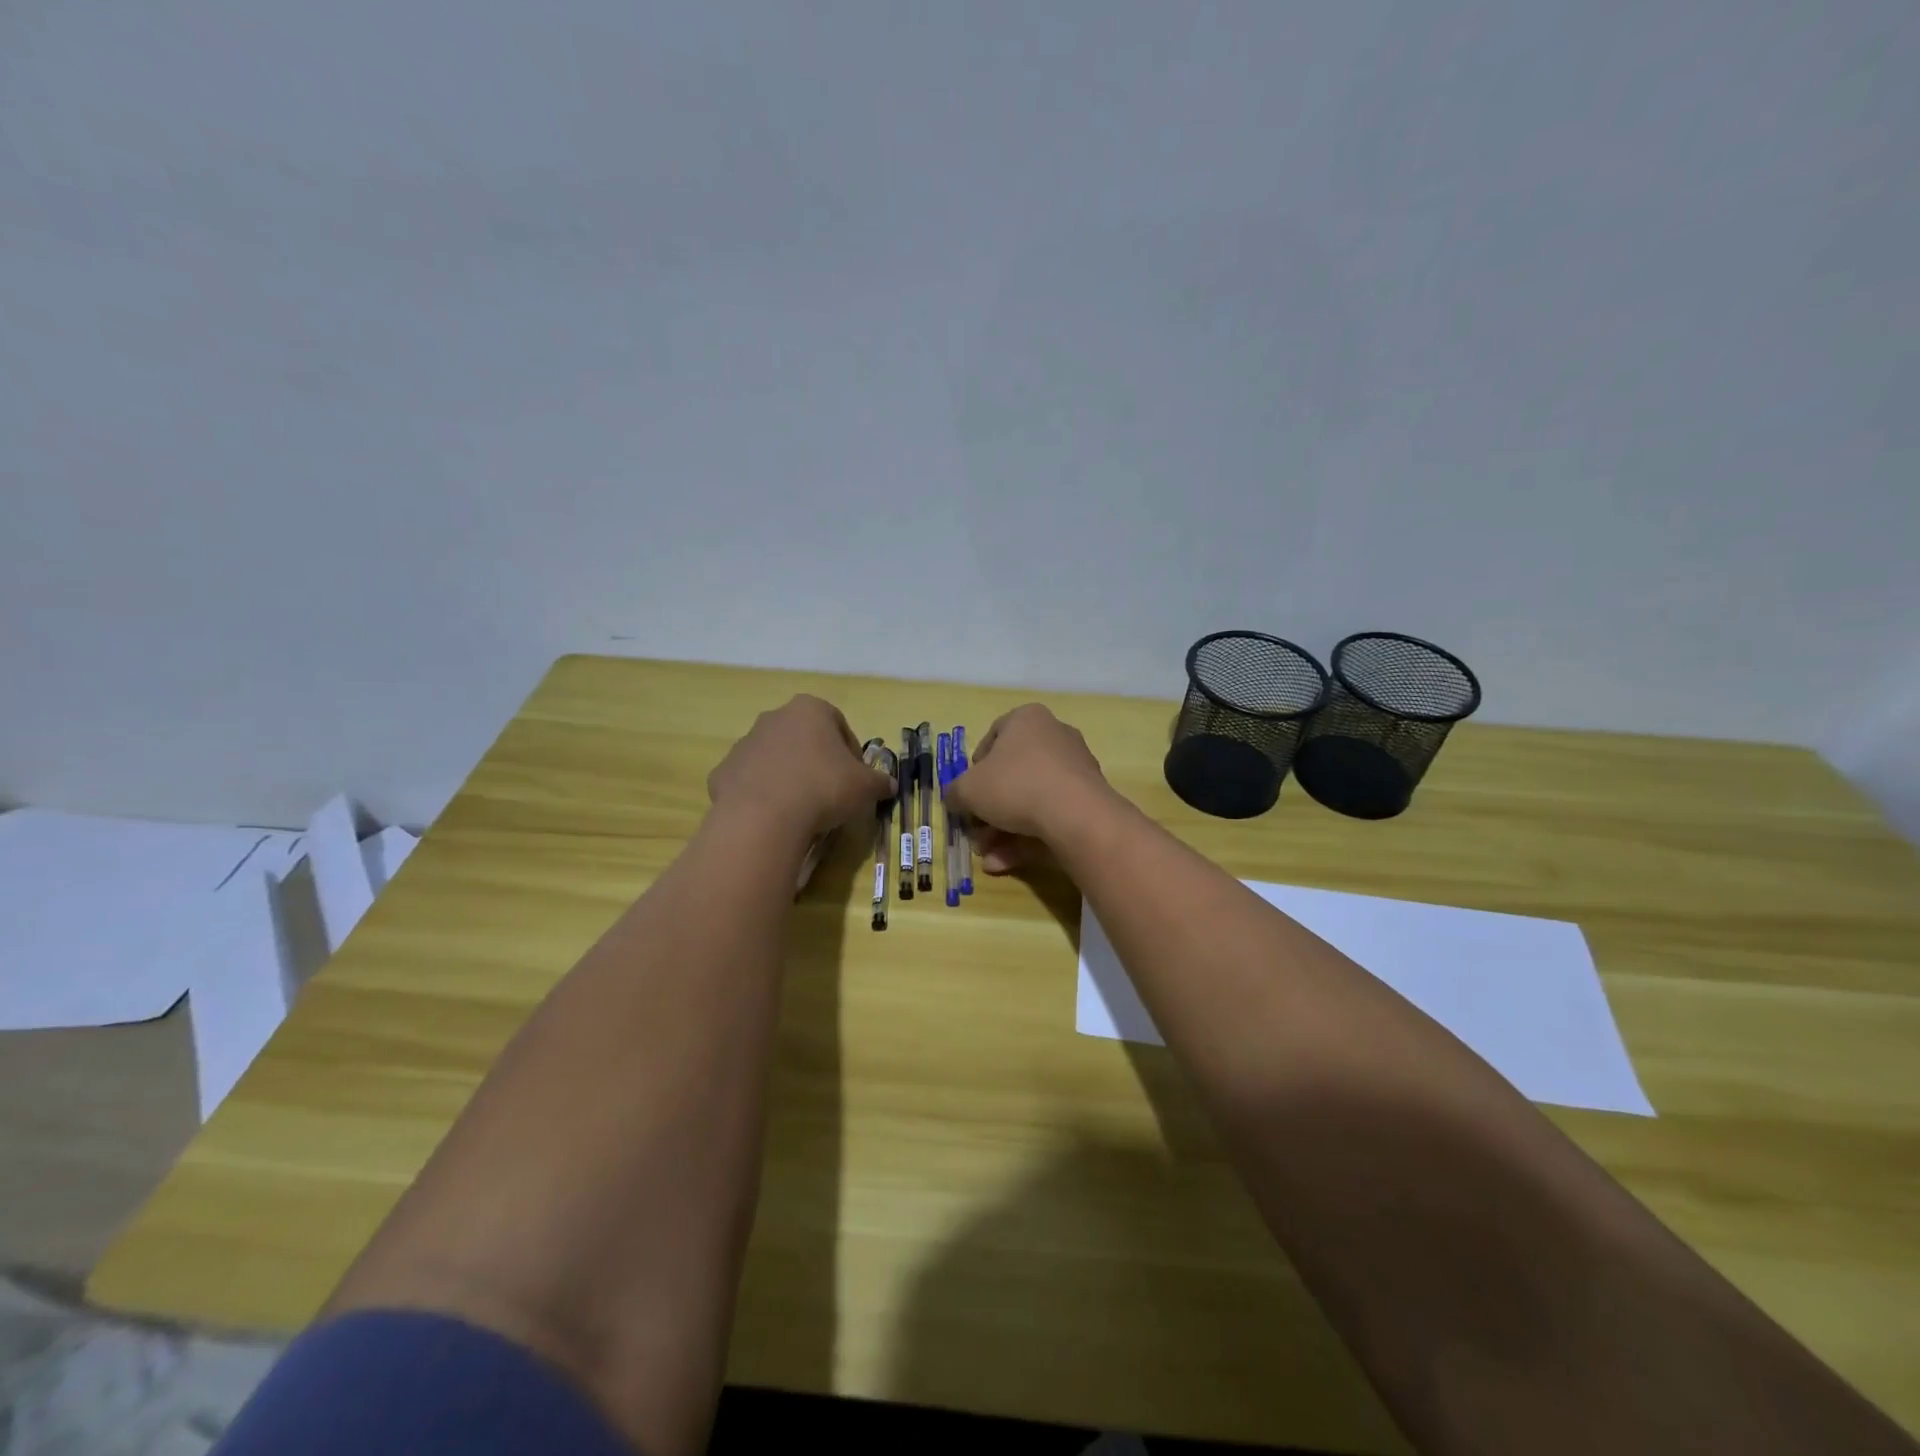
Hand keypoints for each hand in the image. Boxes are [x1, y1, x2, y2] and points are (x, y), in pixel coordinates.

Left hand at [707, 695, 894, 841]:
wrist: (763, 816)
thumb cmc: (823, 788)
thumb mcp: (865, 786)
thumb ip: (880, 782)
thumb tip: (889, 785)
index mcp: (810, 709)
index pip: (839, 726)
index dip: (851, 753)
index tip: (855, 779)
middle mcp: (774, 717)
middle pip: (804, 738)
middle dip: (817, 761)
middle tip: (830, 792)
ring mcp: (745, 743)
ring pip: (775, 758)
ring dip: (789, 776)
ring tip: (802, 809)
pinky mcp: (723, 771)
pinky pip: (751, 781)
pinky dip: (763, 794)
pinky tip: (775, 817)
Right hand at [946, 704, 1115, 873]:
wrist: (1075, 815)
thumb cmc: (1015, 785)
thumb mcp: (969, 789)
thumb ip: (955, 793)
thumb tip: (953, 799)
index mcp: (1027, 719)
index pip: (994, 737)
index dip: (974, 768)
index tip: (967, 793)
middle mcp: (1055, 736)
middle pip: (1013, 774)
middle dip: (990, 809)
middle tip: (976, 832)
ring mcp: (1075, 768)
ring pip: (1031, 800)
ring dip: (1004, 830)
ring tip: (987, 856)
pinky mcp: (1088, 799)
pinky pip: (1050, 816)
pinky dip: (1027, 838)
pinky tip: (1004, 863)